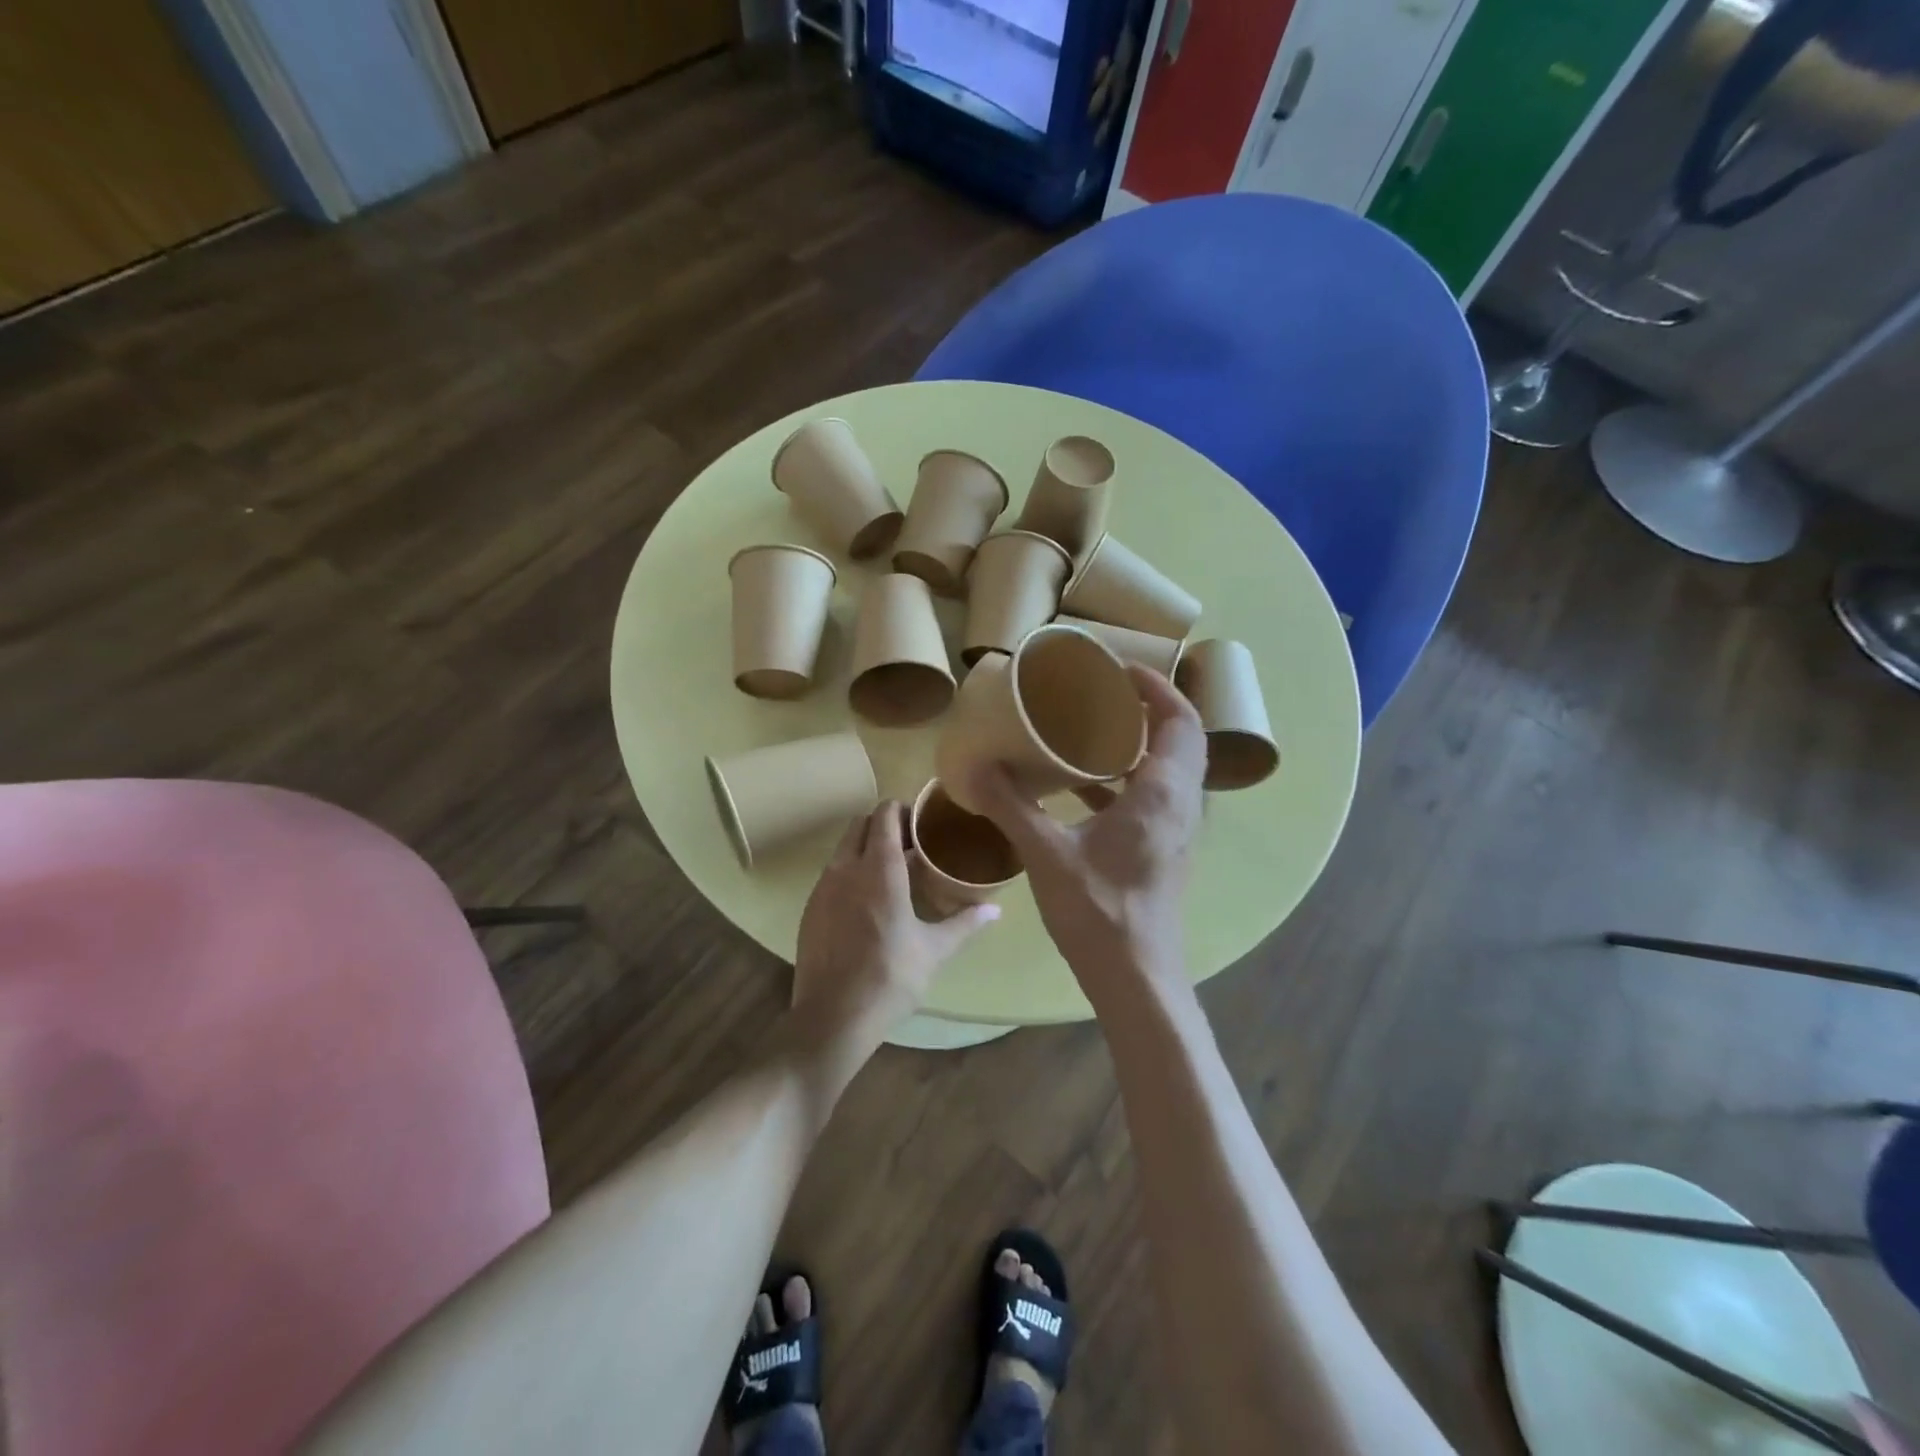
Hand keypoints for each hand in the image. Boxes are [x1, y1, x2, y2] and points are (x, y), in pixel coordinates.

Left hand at [791, 801, 998, 1060]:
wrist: (832, 1017)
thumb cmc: (890, 977)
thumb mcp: (934, 950)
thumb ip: (965, 923)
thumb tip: (996, 909)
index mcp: (880, 869)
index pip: (885, 815)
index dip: (903, 810)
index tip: (923, 823)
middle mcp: (847, 868)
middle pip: (860, 824)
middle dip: (883, 825)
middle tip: (910, 845)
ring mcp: (823, 887)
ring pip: (842, 848)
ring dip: (864, 847)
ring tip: (891, 872)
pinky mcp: (810, 908)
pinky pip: (831, 873)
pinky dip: (849, 872)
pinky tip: (867, 902)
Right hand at [966, 667, 1204, 998]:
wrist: (1136, 977)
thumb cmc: (1098, 910)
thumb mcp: (1046, 853)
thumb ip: (1011, 805)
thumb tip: (976, 766)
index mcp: (1162, 793)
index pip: (1180, 720)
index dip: (1157, 687)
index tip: (1120, 668)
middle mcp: (1181, 805)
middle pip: (1182, 738)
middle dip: (1151, 707)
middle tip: (1107, 691)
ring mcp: (1178, 831)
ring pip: (1171, 768)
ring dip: (1141, 742)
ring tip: (1095, 727)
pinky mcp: (1165, 850)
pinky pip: (1156, 796)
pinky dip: (1129, 778)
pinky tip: (1085, 785)